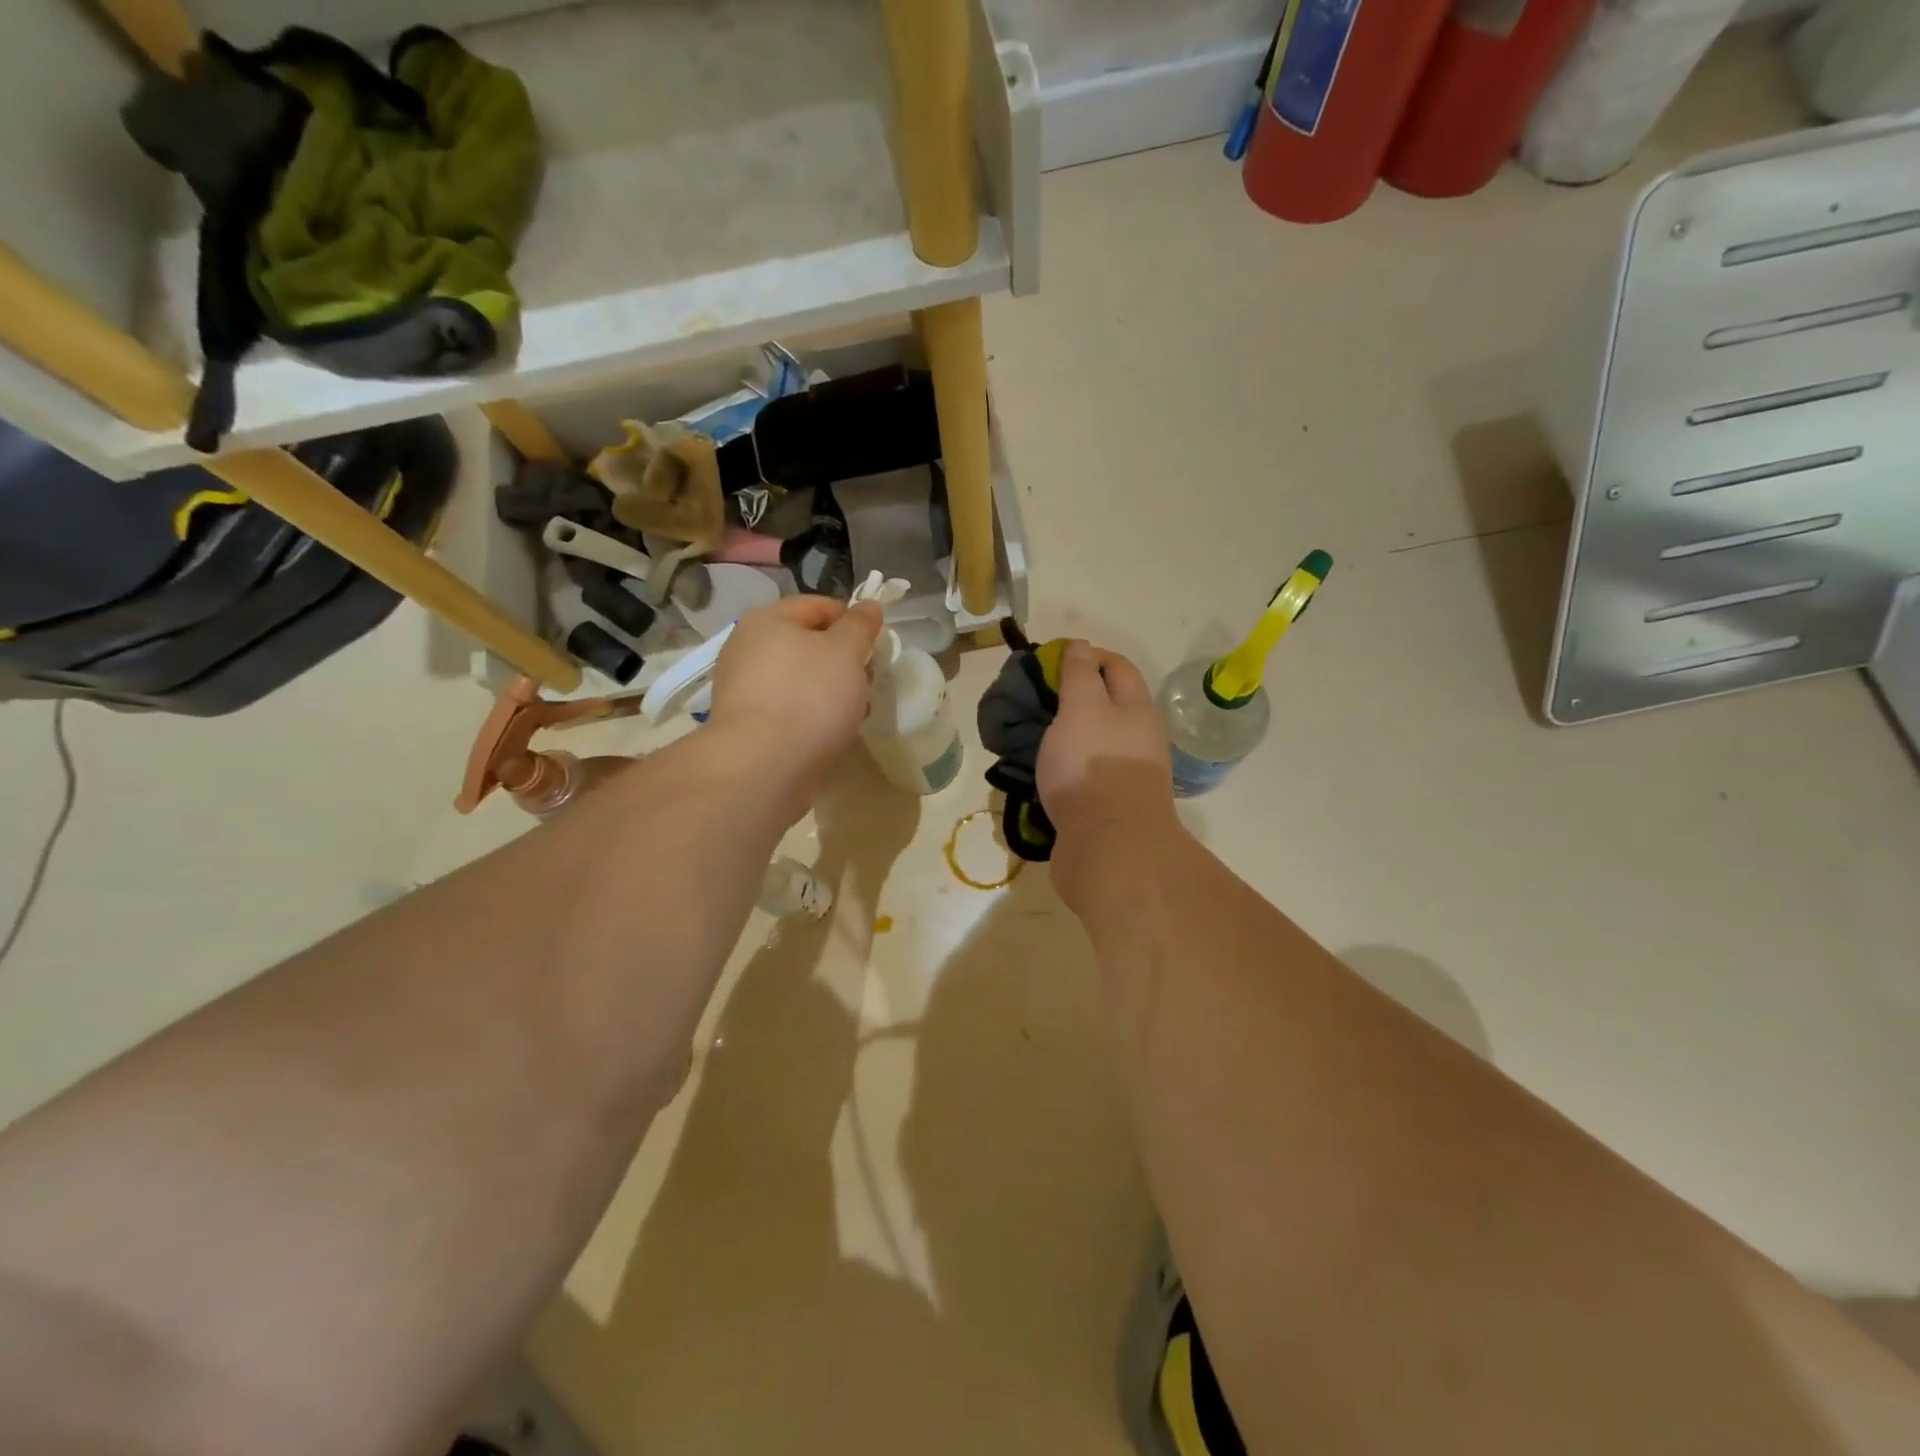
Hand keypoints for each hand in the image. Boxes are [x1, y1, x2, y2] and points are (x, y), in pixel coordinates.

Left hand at [708, 597, 882, 809]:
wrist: (762, 766)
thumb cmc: (809, 697)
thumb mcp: (846, 651)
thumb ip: (860, 625)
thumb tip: (868, 606)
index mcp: (768, 619)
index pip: (820, 606)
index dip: (854, 622)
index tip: (876, 649)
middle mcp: (748, 646)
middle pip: (809, 643)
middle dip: (844, 661)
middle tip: (867, 684)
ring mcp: (744, 686)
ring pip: (801, 678)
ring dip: (831, 690)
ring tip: (852, 714)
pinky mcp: (747, 722)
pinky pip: (789, 707)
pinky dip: (811, 714)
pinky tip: (828, 733)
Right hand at [1037, 642, 1176, 902]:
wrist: (1111, 848)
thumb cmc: (1094, 767)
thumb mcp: (1082, 707)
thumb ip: (1080, 675)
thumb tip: (1081, 646)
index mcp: (1136, 709)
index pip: (1116, 666)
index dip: (1086, 656)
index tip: (1048, 662)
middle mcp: (1137, 739)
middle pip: (1106, 706)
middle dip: (1070, 698)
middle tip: (1031, 701)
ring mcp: (1124, 776)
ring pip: (1092, 744)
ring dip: (1063, 737)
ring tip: (1027, 737)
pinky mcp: (1108, 808)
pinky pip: (1082, 777)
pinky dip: (1062, 770)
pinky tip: (1037, 774)